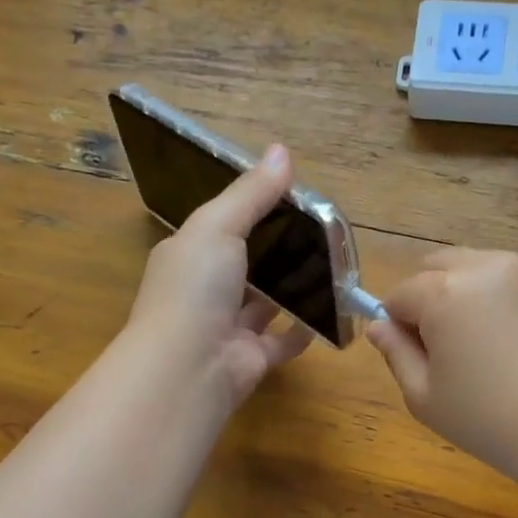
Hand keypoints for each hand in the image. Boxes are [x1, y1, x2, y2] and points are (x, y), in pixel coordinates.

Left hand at [125, 143, 311, 408]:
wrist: (189, 366)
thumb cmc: (196, 287)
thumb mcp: (218, 226)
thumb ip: (251, 194)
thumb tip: (281, 151)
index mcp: (188, 256)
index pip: (219, 227)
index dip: (250, 211)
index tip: (289, 198)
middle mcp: (204, 292)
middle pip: (245, 266)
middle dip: (275, 251)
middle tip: (319, 232)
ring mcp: (228, 328)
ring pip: (264, 304)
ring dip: (290, 289)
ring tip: (330, 267)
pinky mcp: (252, 358)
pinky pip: (282, 341)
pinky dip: (302, 330)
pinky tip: (327, 313)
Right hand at [367, 249, 517, 481]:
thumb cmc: (488, 421)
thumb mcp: (424, 397)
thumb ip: (396, 353)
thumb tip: (379, 325)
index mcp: (444, 292)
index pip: (401, 294)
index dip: (399, 325)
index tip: (416, 357)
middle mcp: (487, 266)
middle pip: (440, 265)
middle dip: (431, 296)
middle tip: (448, 345)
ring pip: (481, 266)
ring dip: (470, 292)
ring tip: (489, 343)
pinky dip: (508, 299)